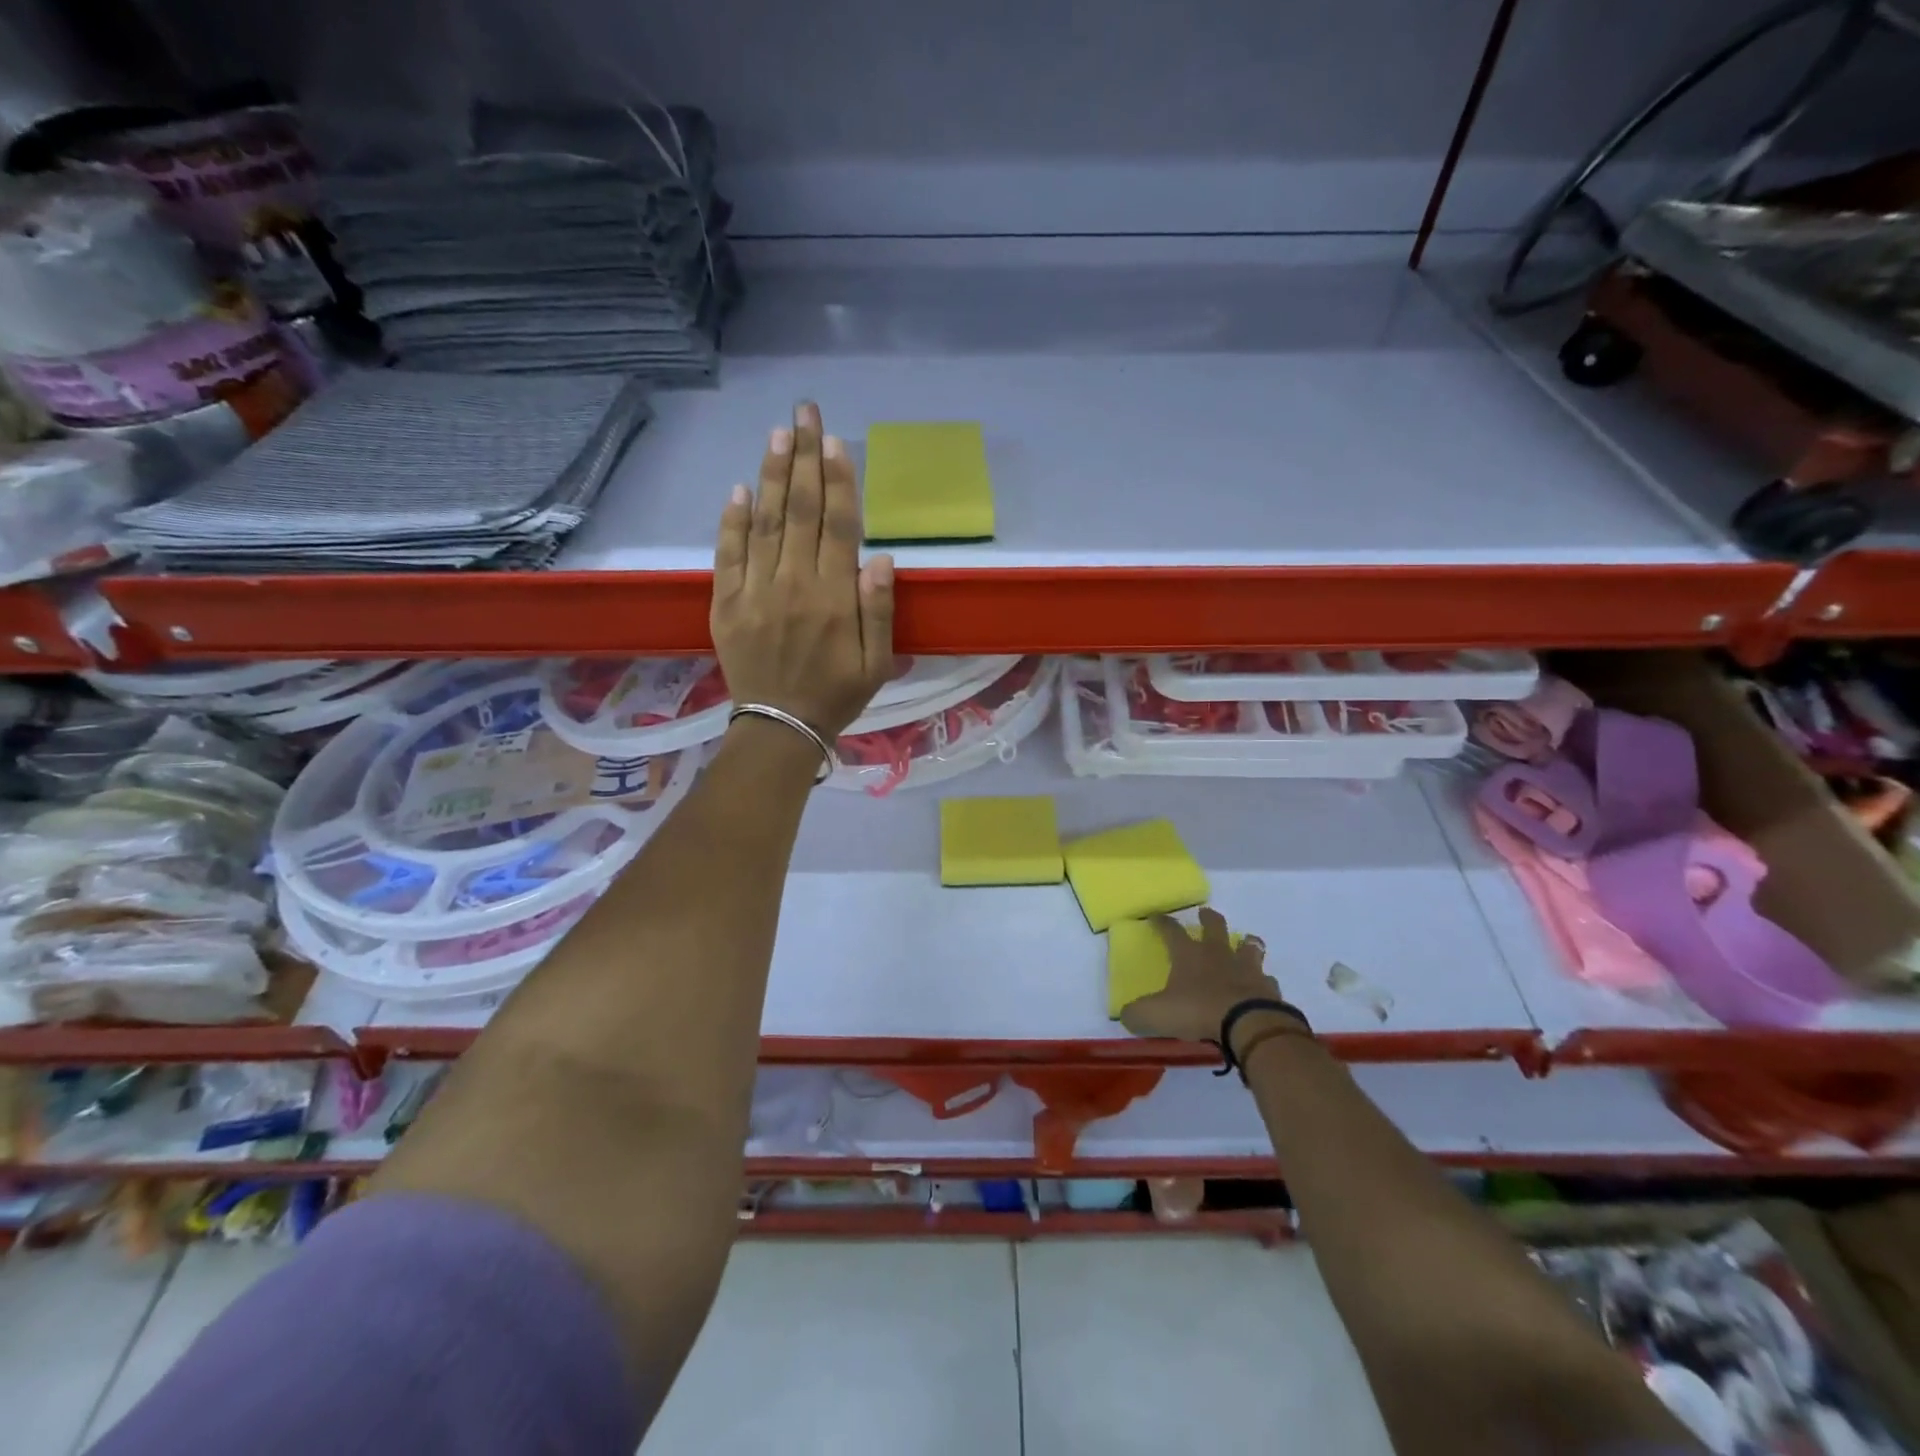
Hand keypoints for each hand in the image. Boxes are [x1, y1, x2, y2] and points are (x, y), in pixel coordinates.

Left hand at [711, 401, 895, 739]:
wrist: (780, 727)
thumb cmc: (836, 695)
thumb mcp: (876, 663)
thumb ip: (878, 610)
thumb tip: (880, 558)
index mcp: (834, 598)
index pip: (838, 526)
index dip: (838, 480)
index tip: (834, 440)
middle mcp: (794, 584)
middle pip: (799, 510)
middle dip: (803, 457)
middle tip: (804, 411)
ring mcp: (755, 592)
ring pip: (763, 522)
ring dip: (770, 475)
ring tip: (777, 433)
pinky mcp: (726, 604)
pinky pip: (728, 554)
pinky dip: (732, 521)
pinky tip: (739, 489)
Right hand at [1119, 908, 1290, 1046]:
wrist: (1248, 1025)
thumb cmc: (1197, 1011)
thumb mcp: (1155, 1015)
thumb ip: (1137, 1014)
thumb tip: (1126, 1015)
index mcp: (1189, 955)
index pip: (1171, 931)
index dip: (1162, 922)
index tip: (1156, 916)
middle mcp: (1218, 954)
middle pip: (1214, 926)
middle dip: (1208, 918)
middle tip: (1205, 914)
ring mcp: (1246, 968)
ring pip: (1249, 946)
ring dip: (1245, 943)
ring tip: (1244, 943)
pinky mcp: (1268, 987)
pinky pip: (1266, 979)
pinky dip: (1262, 980)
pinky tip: (1260, 986)